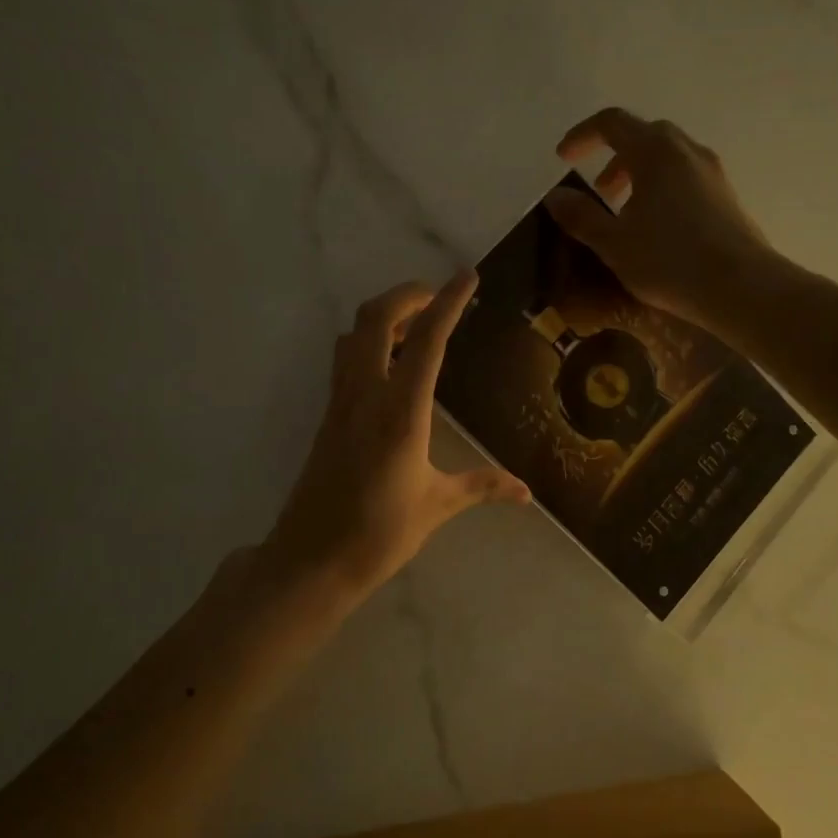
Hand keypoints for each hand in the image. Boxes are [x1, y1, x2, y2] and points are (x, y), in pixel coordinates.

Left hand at [263, 273, 529, 604]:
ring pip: (354, 336)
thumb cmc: (379, 533)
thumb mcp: (437, 506)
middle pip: (375, 319)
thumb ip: (482, 487)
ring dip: (383, 317)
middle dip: (406, 295)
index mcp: (400, 412)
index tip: (466, 277)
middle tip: (437, 295)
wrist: (311, 560)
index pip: (426, 342)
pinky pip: (346, 361)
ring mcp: (340, 404)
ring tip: (415, 324)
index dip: (448, 303)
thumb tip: (526, 492)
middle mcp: (366, 396)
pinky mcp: (328, 417)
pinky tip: (391, 365)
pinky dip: (369, 343)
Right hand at [543, 107, 772, 333]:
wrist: (740, 286)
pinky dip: (663, 187)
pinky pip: (686, 176)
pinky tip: (658, 226)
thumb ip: (581, 216)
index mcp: (654, 152)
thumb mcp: (613, 243)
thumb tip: (555, 196)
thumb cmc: (669, 261)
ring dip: (640, 174)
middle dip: (615, 156)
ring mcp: (712, 171)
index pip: (611, 123)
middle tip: (600, 190)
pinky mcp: (726, 195)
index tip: (564, 157)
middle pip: (644, 135)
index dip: (582, 135)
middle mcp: (686, 150)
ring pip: (668, 157)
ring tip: (626, 212)